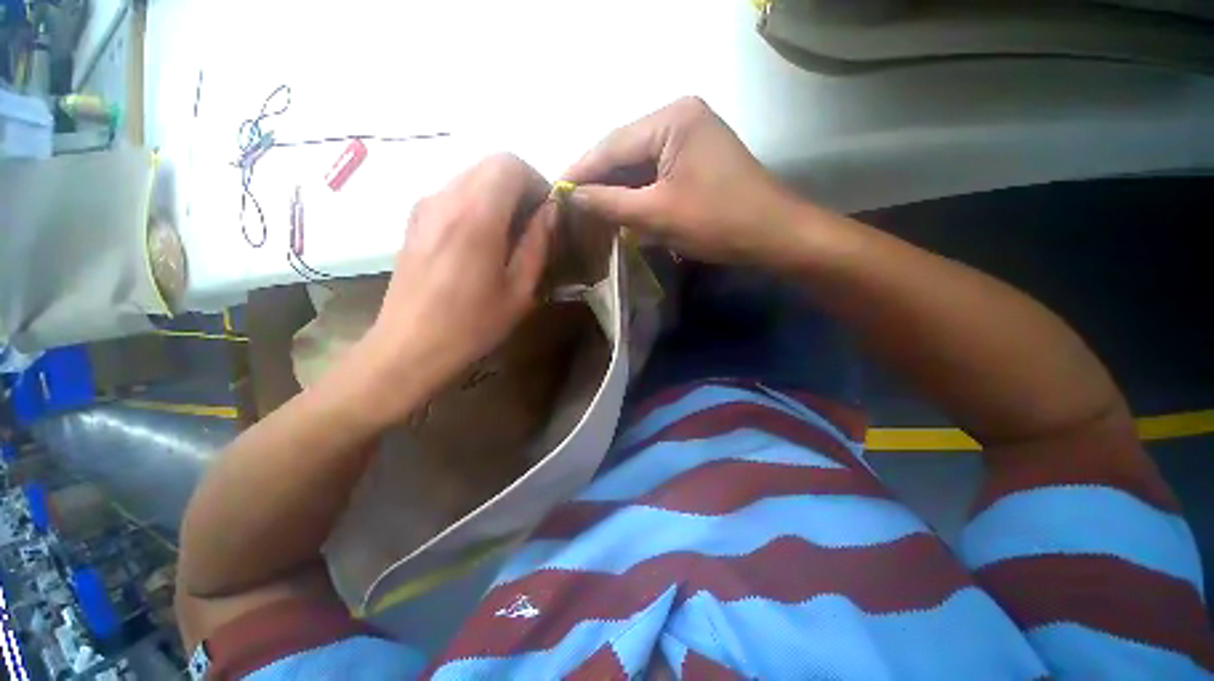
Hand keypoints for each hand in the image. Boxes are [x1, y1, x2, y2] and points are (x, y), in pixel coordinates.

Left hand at [363, 154, 555, 402]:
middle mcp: (445, 198)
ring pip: (471, 177)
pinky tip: (481, 242)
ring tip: (509, 236)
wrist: (410, 346)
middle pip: (490, 165)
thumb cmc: (473, 324)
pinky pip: (453, 194)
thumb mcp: (520, 289)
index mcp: (476, 215)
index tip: (547, 213)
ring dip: (498, 196)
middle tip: (533, 224)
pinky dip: (477, 204)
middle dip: (520, 187)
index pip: (509, 164)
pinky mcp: (414, 220)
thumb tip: (550, 211)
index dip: (536, 181)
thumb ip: (537, 243)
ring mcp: (424, 207)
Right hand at [563, 97, 802, 267]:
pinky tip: (620, 205)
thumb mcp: (656, 214)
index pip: (613, 145)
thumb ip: (610, 202)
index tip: (555, 191)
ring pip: (639, 162)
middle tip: (570, 202)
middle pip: (625, 150)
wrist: (772, 235)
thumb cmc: (716, 222)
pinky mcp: (696, 157)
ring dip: (616, 186)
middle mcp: (680, 116)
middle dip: (598, 179)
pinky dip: (637, 190)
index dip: (581, 170)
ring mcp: (691, 135)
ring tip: (588, 207)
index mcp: (672, 118)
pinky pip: (656, 171)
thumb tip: (572, 196)